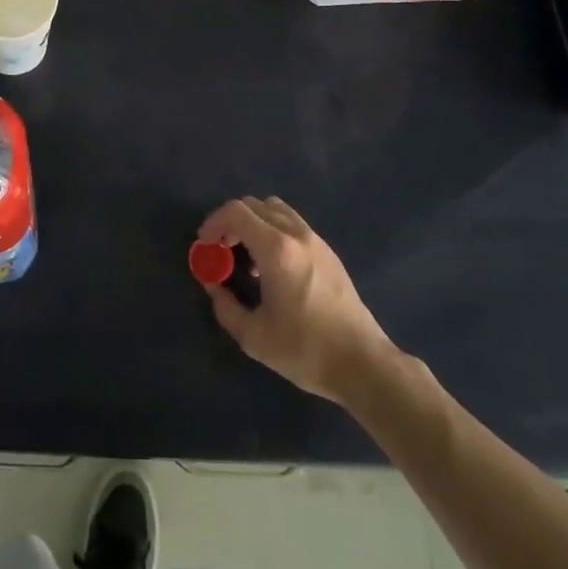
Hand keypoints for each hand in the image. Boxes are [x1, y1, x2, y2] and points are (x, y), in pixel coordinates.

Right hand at [197, 196, 399, 403]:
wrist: (362, 363)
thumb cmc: (305, 350)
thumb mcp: (253, 337)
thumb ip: (225, 307)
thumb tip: (213, 286)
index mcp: (277, 250)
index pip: (237, 212)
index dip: (213, 223)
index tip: (205, 247)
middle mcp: (296, 235)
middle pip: (255, 205)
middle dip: (231, 222)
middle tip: (221, 251)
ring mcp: (316, 240)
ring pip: (276, 209)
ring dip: (254, 223)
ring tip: (247, 257)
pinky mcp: (328, 252)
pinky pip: (292, 224)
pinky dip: (274, 231)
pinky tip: (273, 267)